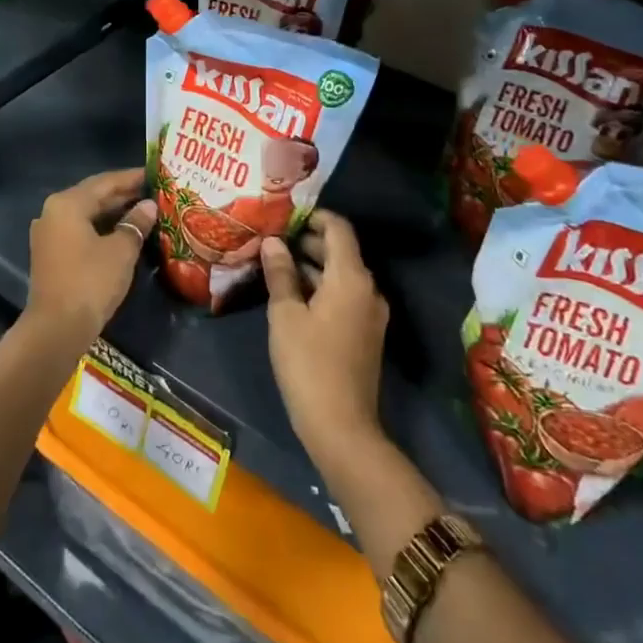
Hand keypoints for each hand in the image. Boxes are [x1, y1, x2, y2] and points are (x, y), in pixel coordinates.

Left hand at [26, 169, 156, 346]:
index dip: (132, 177)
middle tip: (153, 192)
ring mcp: (49, 234)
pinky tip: (123, 233)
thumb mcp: (121, 250)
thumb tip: (148, 206)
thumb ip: (135, 223)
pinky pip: (80, 231)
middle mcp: (53, 212)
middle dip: (123, 194)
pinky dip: (101, 228)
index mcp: (67, 203)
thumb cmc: (90, 281)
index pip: (105, 181)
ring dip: (113, 212)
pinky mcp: (51, 254)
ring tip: (144, 210)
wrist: (56, 328)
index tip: (155, 174)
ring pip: (86, 214)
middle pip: (93, 196)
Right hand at [262, 210, 389, 472]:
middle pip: (341, 251)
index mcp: (351, 278)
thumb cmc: (308, 363)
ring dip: (312, 266)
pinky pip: (344, 296)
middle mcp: (368, 289)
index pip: (338, 229)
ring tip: (276, 262)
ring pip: (341, 275)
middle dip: (308, 241)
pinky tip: (292, 294)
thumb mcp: (285, 314)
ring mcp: (370, 313)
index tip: (285, 214)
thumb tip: (273, 241)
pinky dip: (321, 287)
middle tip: (272, 237)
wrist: (342, 427)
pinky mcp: (365, 333)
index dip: (314, 216)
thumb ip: (280, 273)